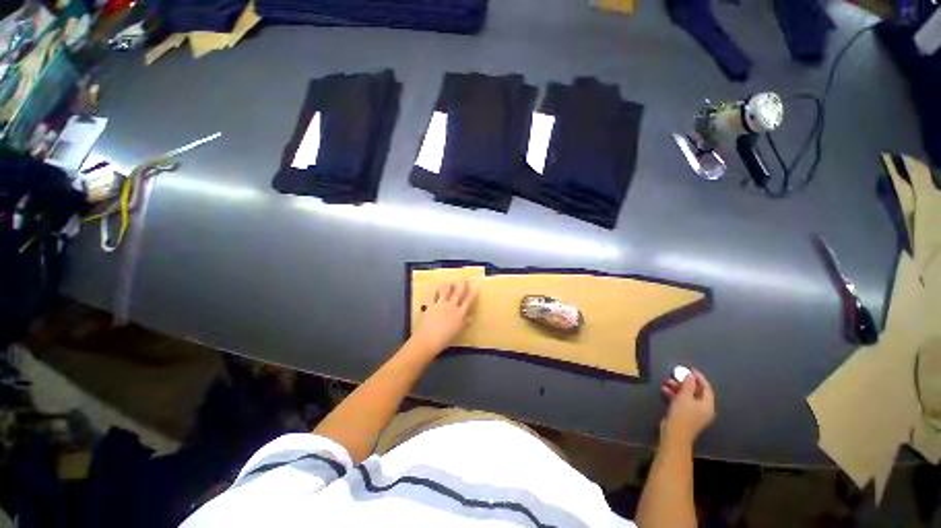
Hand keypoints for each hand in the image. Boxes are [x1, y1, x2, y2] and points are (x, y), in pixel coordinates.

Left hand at [411, 281, 478, 355]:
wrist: (429, 340)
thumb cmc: (446, 339)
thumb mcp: (458, 331)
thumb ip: (465, 323)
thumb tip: (470, 317)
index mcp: (460, 313)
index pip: (469, 300)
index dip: (473, 292)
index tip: (476, 285)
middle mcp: (452, 306)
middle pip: (458, 292)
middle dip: (462, 284)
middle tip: (464, 279)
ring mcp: (440, 305)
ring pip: (445, 291)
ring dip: (448, 285)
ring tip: (450, 281)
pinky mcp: (430, 305)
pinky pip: (431, 296)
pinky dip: (433, 291)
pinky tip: (434, 288)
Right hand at [660, 368, 714, 445]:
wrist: (674, 434)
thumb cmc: (682, 414)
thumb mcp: (685, 397)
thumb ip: (688, 384)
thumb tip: (690, 375)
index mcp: (707, 405)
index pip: (706, 388)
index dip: (699, 377)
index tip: (690, 369)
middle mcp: (703, 408)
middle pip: (696, 391)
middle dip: (685, 382)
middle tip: (675, 374)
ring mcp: (694, 412)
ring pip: (687, 396)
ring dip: (677, 387)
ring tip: (666, 381)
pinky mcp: (684, 415)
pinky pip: (681, 401)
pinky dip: (674, 394)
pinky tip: (665, 389)